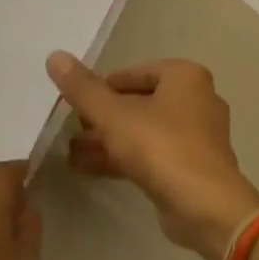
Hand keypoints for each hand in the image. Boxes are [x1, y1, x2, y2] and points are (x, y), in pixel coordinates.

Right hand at [45, 52, 258, 259]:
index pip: (134, 73)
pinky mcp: (192, 165)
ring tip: (69, 151)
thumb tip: (55, 56)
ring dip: (108, 140)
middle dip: (103, 117)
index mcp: (186, 77)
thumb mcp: (113, 115)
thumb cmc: (160, 146)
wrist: (203, 203)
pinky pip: (152, 154)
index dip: (101, 87)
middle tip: (70, 128)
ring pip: (144, 131)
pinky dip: (123, 158)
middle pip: (140, 102)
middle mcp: (197, 100)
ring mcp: (197, 135)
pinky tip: (87, 168)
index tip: (73, 103)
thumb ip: (83, 89)